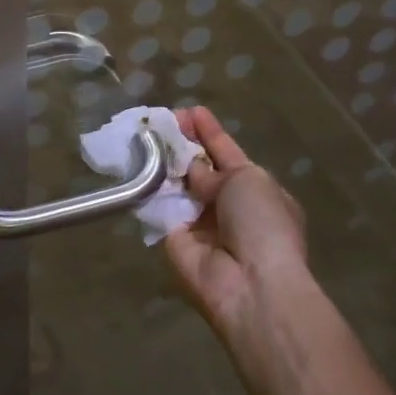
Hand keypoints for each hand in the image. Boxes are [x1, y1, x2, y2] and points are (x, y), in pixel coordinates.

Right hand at [163, 107, 316, 352]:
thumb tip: (192, 169)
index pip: (228, 153)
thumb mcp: (247, 181)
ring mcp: (200, 222)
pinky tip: (134, 162)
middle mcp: (227, 205)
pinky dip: (149, 187)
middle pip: (200, 168)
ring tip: (143, 135)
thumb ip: (214, 168)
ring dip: (162, 163)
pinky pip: (159, 206)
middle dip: (182, 144)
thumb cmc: (262, 224)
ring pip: (177, 184)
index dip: (209, 132)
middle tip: (159, 121)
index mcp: (257, 189)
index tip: (190, 110)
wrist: (250, 284)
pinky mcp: (173, 237)